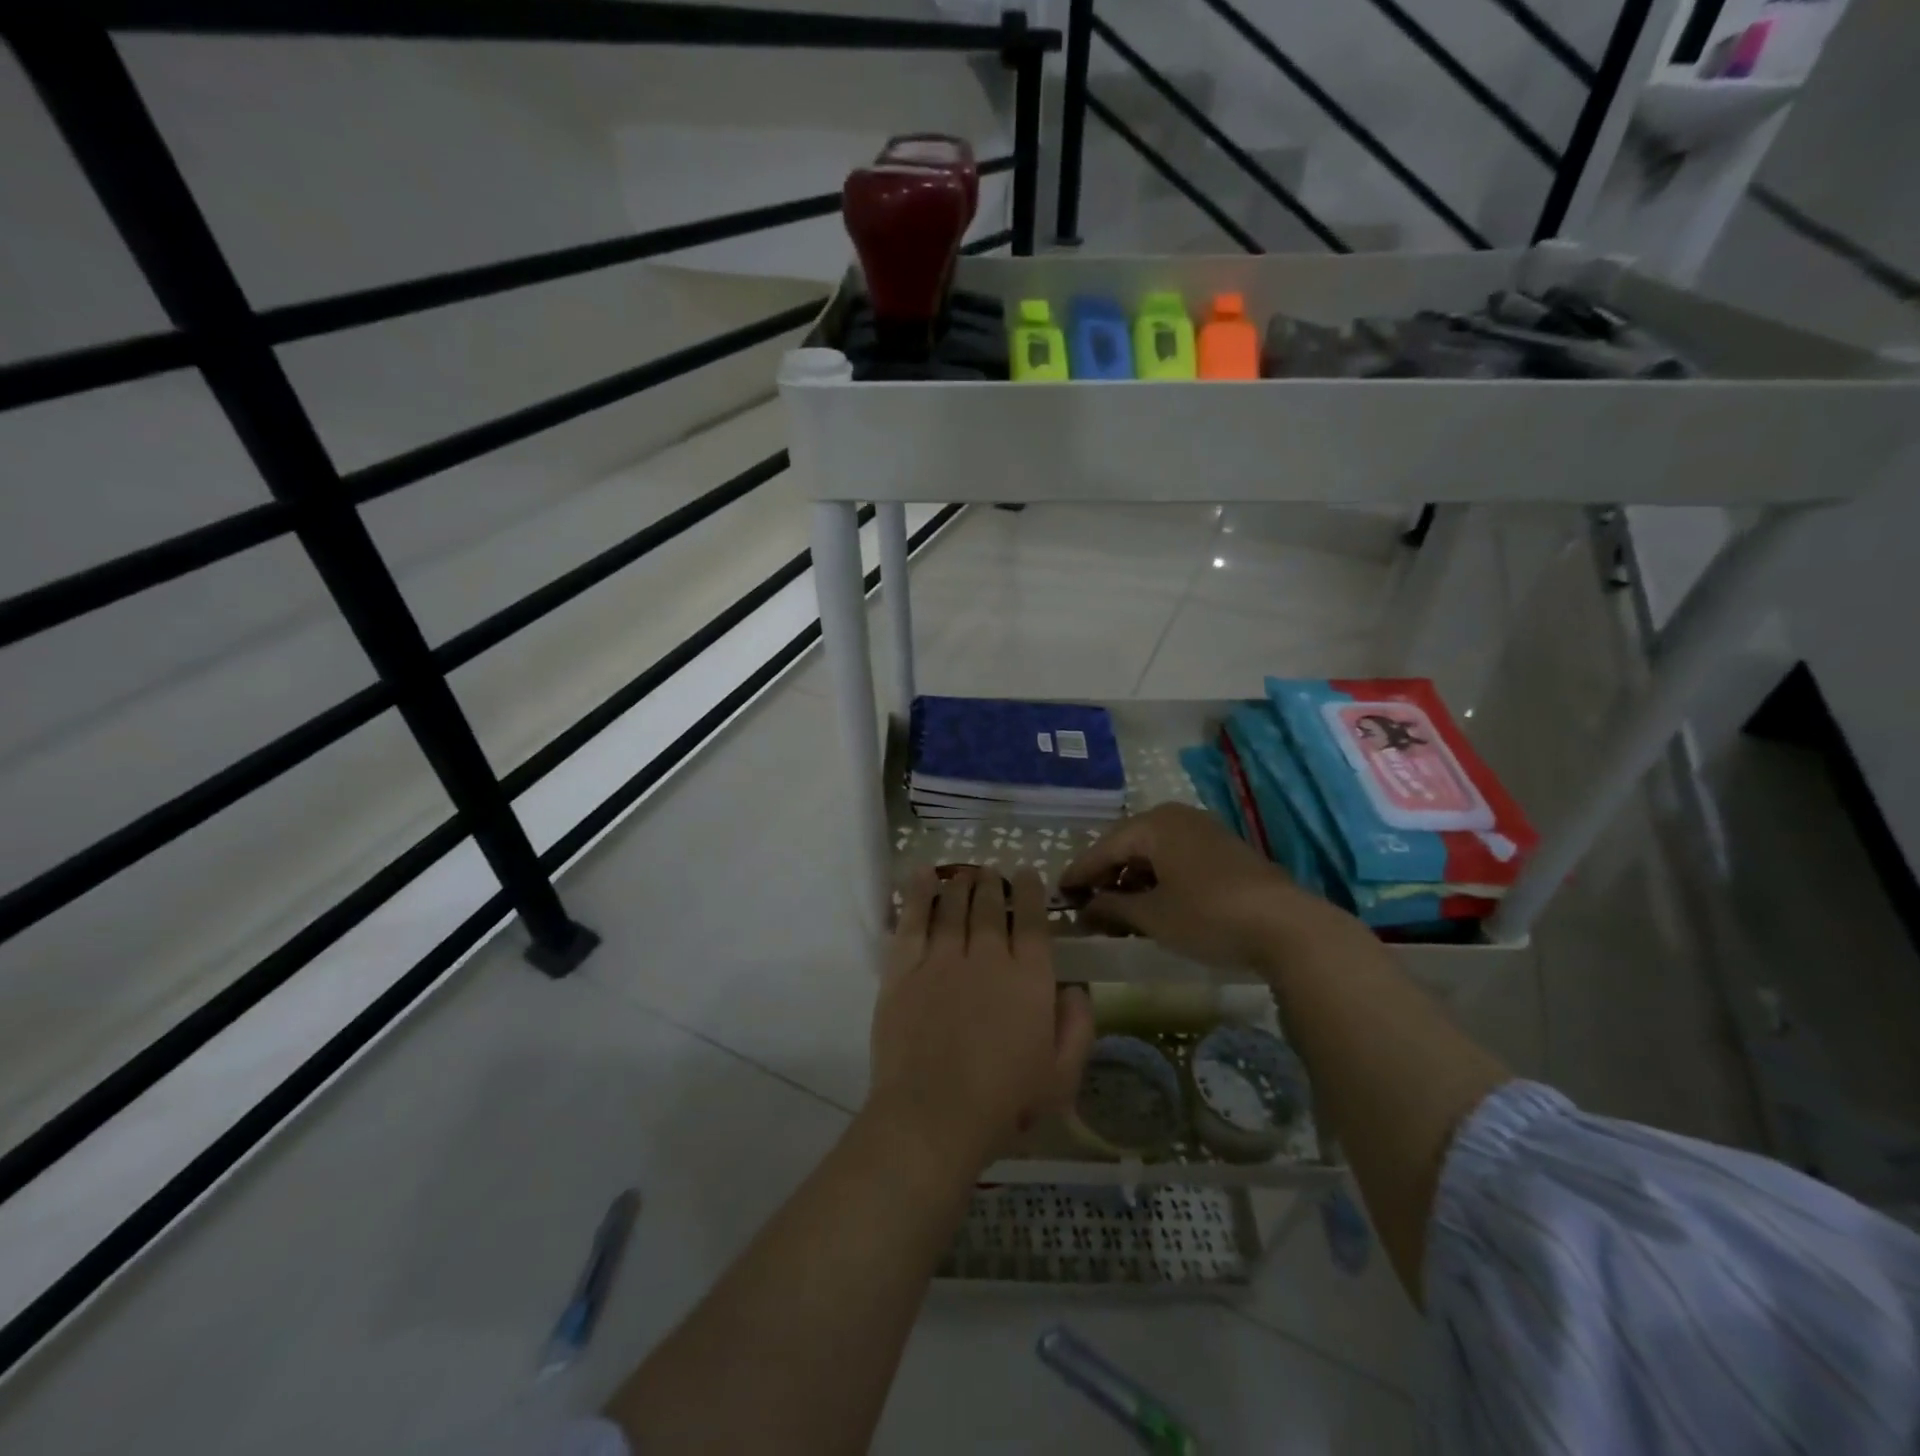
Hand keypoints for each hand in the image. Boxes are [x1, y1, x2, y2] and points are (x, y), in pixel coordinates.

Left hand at [869, 867, 1094, 1170]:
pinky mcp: (903, 969)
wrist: (933, 1114)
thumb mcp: (1062, 1075)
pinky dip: (918, 894)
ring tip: (964, 875)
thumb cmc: (1004, 1102)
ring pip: (953, 906)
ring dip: (960, 885)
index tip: (1027, 874)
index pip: (1032, 920)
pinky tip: (922, 876)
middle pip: (989, 906)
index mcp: (1029, 978)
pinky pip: (912, 920)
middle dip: (992, 884)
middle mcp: (987, 957)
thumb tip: (1077, 986)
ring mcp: (941, 959)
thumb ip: (1077, 1026)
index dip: (1030, 892)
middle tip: (991, 874)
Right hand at [1060, 803, 1349, 971]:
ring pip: (1154, 853)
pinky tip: (1155, 905)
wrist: (1287, 926)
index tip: (1059, 895)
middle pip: (1128, 846)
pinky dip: (1159, 880)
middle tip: (1088, 905)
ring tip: (1119, 911)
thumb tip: (1086, 908)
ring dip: (1133, 880)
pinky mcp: (1224, 850)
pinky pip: (1176, 858)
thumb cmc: (1208, 915)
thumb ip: (1112, 908)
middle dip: (1107, 876)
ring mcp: (1203, 831)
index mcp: (1153, 825)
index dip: (1079, 873)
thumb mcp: (1152, 917)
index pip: (1103, 848)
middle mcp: (1176, 817)